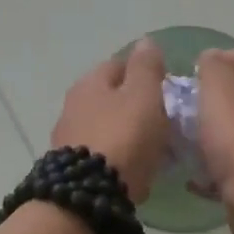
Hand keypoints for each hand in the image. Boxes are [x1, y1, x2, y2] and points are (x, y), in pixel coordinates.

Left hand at [51, 39, 169, 202]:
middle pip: (109, 96)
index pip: (120, 64)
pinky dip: (115, 154)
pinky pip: (99, 152)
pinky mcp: (70, 166)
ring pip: (103, 124)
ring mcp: (68, 136)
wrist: (90, 192)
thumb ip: (147, 67)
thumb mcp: (144, 95)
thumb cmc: (124, 136)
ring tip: (149, 146)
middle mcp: (73, 104)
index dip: (144, 72)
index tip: (166, 88)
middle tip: (161, 119)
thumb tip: (146, 41)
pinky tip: (130, 166)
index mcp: (91, 81)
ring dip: (124, 130)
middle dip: (133, 104)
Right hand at [195, 48, 233, 233]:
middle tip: (185, 106)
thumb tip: (212, 57)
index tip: (193, 71)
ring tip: (185, 140)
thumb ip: (213, 69)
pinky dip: (216, 166)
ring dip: (214, 133)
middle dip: (214, 97)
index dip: (221, 57)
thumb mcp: (219, 93)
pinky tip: (196, 177)